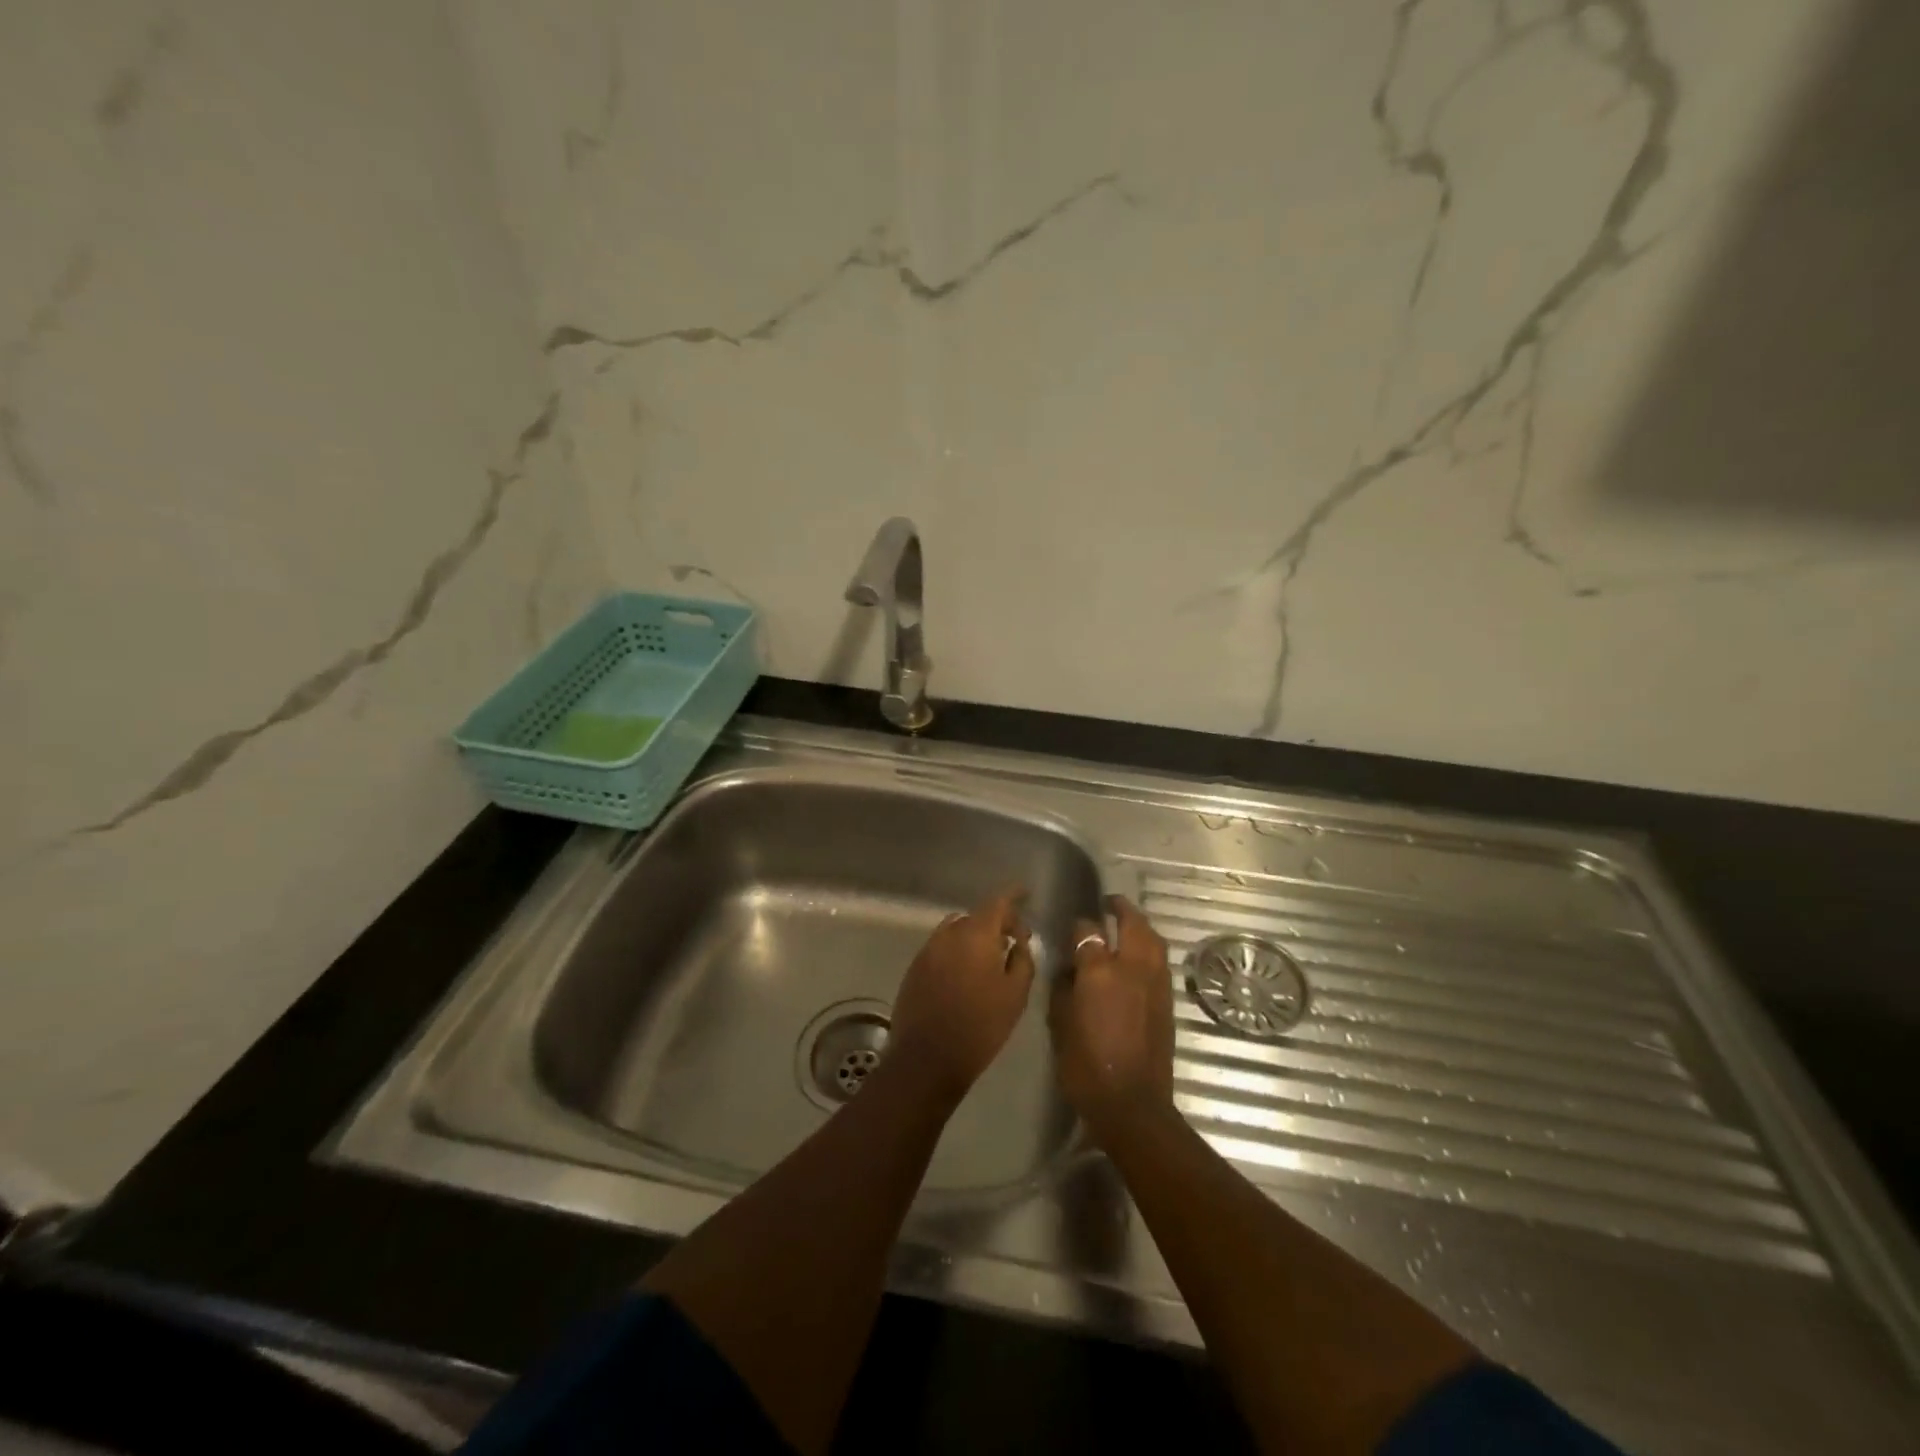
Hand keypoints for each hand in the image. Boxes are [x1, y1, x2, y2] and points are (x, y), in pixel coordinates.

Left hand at [888, 890, 1035, 1103]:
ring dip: (974, 937)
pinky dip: (957, 951)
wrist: (927, 1058)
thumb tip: (1019, 942)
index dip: (1013, 896)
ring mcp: (928, 949)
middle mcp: (948, 933)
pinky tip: (966, 973)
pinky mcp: (915, 967)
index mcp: (976, 934)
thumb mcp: (1015, 994)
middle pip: (976, 916)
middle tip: (1014, 940)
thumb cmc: (980, 1026)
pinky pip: (941, 948)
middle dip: (996, 922)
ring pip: (956, 931)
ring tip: (989, 958)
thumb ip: (1023, 960)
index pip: (997, 902)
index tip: (1025, 894)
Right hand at [1049, 895, 1174, 1137]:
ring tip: (1127, 924)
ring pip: (1153, 939)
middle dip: (1121, 909)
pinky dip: (1150, 948)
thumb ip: (1064, 986)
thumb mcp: (1060, 1022)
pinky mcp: (1167, 1000)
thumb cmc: (1085, 1065)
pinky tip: (1139, 956)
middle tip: (1109, 903)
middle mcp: (1132, 967)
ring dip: (1140, 926)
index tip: (1073, 928)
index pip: (1088, 931)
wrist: (1132, 1104)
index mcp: (1100, 970)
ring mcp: (1155, 983)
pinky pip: (1160, 961)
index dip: (1079, 926)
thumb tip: (1070, 968)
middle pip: (1132, 923)